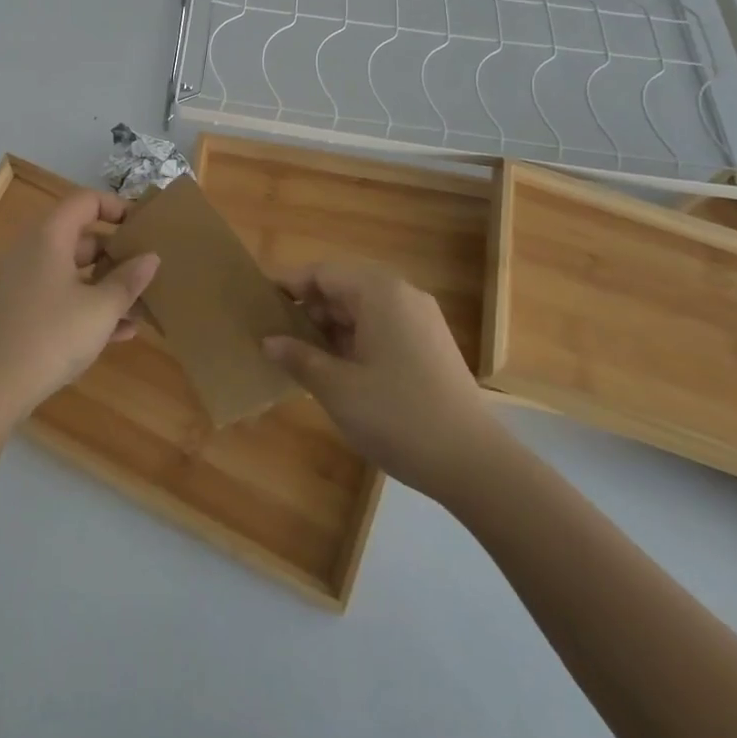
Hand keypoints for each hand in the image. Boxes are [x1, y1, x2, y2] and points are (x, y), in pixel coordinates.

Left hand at [0, 189, 158, 424]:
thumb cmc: (52, 335)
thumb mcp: (101, 309)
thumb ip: (129, 280)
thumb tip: (151, 257)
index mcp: (50, 237)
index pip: (85, 201)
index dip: (116, 206)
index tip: (143, 226)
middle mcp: (33, 251)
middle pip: (81, 238)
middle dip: (117, 254)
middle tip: (147, 270)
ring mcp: (23, 283)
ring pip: (73, 272)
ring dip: (106, 286)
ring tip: (141, 306)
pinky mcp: (19, 312)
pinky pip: (60, 297)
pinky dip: (87, 307)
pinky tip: (119, 333)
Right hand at [263, 261, 503, 497]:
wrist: (476, 465)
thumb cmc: (398, 416)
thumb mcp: (337, 388)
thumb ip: (299, 357)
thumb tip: (269, 341)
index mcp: (379, 292)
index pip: (322, 272)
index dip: (288, 285)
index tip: (260, 305)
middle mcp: (402, 295)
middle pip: (343, 287)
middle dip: (308, 309)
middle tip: (276, 336)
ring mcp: (421, 320)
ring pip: (362, 310)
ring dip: (330, 328)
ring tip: (301, 357)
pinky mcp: (430, 345)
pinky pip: (382, 328)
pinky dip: (355, 341)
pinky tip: (337, 371)